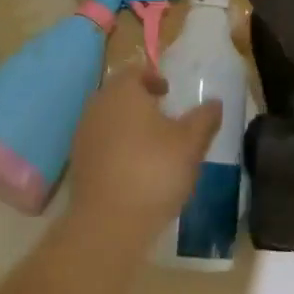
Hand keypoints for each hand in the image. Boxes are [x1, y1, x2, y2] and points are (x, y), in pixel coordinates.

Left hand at [67, 67, 223, 234]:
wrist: (108, 222)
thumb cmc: (154, 171)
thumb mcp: (191, 144)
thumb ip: (204, 119)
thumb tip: (214, 103)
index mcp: (123, 91)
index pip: (136, 72)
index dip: (153, 79)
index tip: (168, 93)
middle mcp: (98, 105)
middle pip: (120, 94)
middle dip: (140, 102)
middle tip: (163, 117)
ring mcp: (83, 134)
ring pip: (109, 119)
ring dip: (128, 126)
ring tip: (152, 145)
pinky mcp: (78, 162)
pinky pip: (101, 143)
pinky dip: (116, 148)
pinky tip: (134, 169)